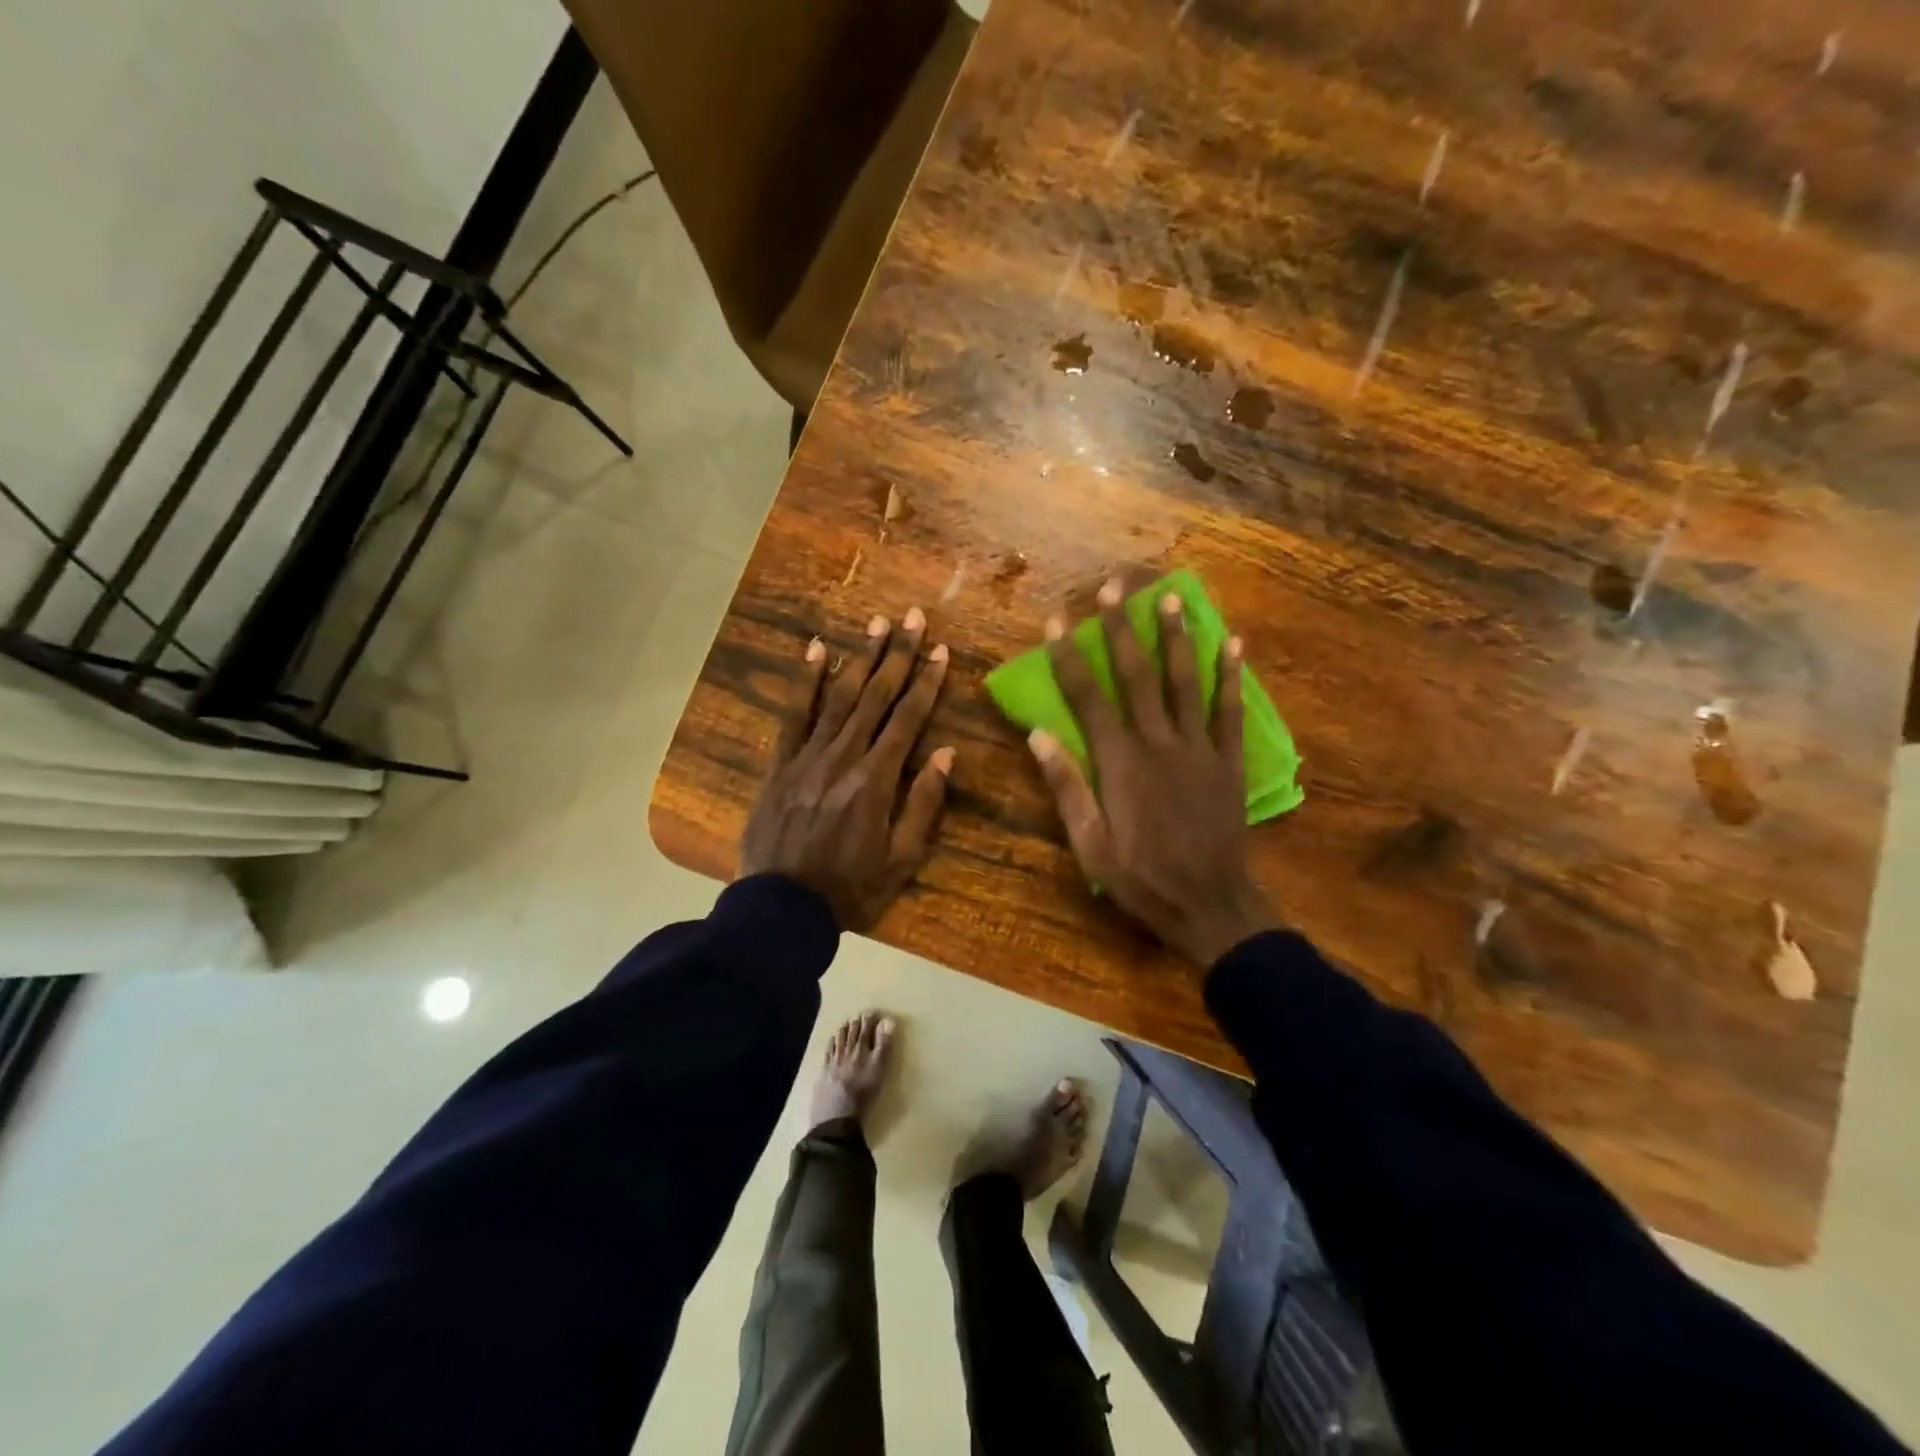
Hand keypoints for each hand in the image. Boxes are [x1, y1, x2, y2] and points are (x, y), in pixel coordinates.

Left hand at [739, 608, 954, 930]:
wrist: (782, 910)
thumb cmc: (850, 889)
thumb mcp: (902, 860)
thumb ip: (924, 804)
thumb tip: (945, 753)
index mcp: (876, 781)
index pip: (908, 720)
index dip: (927, 683)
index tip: (942, 651)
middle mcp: (843, 757)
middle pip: (876, 697)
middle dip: (898, 654)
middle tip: (913, 617)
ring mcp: (807, 757)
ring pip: (839, 697)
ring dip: (860, 657)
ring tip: (875, 622)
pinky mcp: (780, 764)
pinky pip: (793, 715)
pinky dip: (806, 681)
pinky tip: (816, 650)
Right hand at [1028, 579, 1278, 967]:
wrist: (1210, 906)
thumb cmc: (1141, 879)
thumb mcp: (1089, 845)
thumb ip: (1067, 788)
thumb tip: (1039, 735)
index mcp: (1120, 764)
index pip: (1088, 698)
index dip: (1070, 657)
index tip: (1057, 621)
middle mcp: (1159, 744)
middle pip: (1137, 676)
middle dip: (1121, 629)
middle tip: (1113, 587)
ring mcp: (1199, 749)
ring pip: (1185, 682)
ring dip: (1176, 637)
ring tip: (1170, 598)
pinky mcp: (1229, 761)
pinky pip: (1230, 710)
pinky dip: (1231, 676)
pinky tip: (1231, 643)